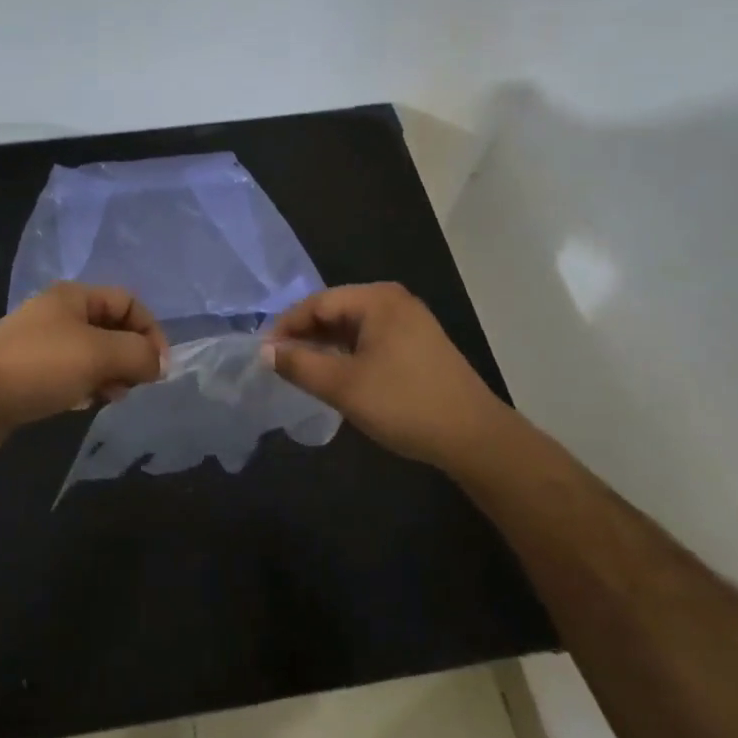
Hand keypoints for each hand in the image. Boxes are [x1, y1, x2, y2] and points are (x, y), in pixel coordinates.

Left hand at [0, 283, 168, 446]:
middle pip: (111, 328)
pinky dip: (84, 386)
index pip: (128, 301)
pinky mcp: (27, 373)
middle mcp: (58, 313)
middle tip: (134, 385)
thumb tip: (158, 364)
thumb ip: (138, 354)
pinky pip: (69, 375)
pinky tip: (81, 404)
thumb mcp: (99, 354)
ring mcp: (40, 344)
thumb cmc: (39, 366)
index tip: (160, 367)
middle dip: (129, 355)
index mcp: (74, 296)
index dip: (150, 330)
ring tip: (109, 397)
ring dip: (109, 374)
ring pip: (91, 355)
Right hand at [268, 283, 511, 468]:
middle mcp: (394, 301)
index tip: (263, 353)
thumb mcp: (342, 385)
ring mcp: (410, 322)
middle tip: (278, 363)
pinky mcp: (418, 345)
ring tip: (300, 371)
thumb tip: (265, 352)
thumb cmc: (404, 403)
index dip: (285, 326)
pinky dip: (347, 354)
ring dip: (325, 347)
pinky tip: (335, 375)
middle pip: (335, 311)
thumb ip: (299, 365)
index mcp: (377, 299)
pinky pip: (371, 340)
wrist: (474, 438)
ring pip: (352, 327)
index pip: (317, 303)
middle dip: (304, 336)